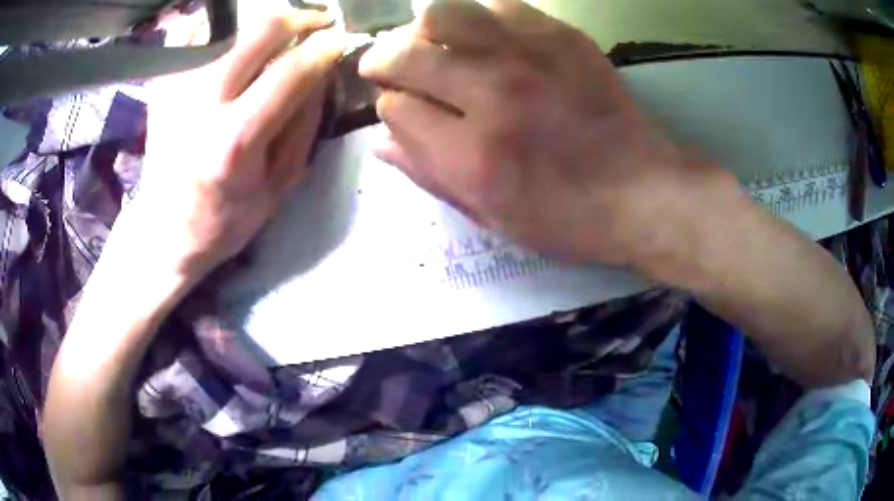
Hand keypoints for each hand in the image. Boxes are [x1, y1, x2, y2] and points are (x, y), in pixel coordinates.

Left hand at [130, 7, 343, 280]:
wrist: (163, 231)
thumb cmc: (224, 220)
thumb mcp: (277, 187)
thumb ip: (303, 127)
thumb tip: (321, 73)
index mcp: (235, 139)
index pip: (291, 71)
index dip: (325, 48)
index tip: (341, 40)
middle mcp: (203, 103)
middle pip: (260, 30)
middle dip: (299, 18)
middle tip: (315, 24)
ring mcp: (177, 89)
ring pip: (228, 24)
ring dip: (260, 23)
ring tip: (274, 36)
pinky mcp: (162, 85)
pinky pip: (193, 35)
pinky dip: (217, 30)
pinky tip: (230, 45)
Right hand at [359, 0, 733, 268]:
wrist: (642, 191)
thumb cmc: (567, 217)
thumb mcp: (492, 215)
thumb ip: (430, 174)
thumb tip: (381, 141)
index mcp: (473, 154)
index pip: (395, 108)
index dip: (390, 109)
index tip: (403, 113)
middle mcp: (493, 93)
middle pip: (406, 54)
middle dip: (385, 61)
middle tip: (388, 66)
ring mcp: (529, 56)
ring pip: (442, 15)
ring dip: (425, 31)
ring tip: (433, 45)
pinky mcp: (561, 37)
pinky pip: (497, 6)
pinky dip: (479, 19)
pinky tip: (485, 39)